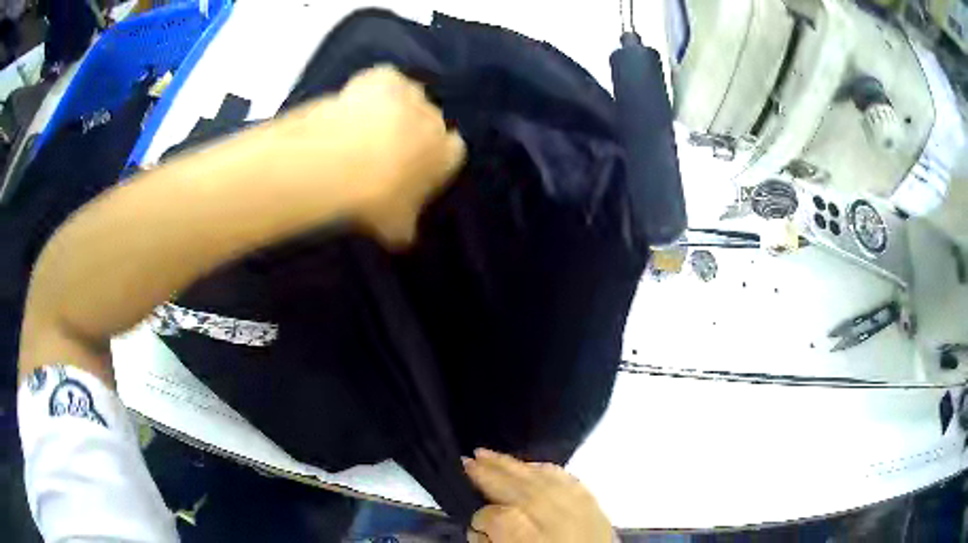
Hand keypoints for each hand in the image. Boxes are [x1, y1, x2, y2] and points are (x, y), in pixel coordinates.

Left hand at [263, 65, 464, 247]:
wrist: (340, 164)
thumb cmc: (376, 200)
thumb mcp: (396, 228)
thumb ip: (406, 226)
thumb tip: (403, 233)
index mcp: (449, 154)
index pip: (452, 152)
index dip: (431, 159)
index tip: (411, 169)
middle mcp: (437, 120)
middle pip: (429, 122)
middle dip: (412, 132)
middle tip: (383, 151)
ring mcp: (411, 94)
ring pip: (409, 97)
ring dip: (393, 108)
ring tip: (365, 126)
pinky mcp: (384, 77)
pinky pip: (384, 79)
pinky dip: (373, 87)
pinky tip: (356, 102)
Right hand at [463, 449, 614, 542]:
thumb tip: (479, 529)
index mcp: (530, 539)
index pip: (497, 517)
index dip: (481, 517)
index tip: (475, 522)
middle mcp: (556, 519)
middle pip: (519, 488)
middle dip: (491, 473)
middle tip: (468, 459)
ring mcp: (578, 507)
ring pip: (540, 477)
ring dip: (512, 465)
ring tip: (488, 454)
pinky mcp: (593, 502)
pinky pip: (565, 478)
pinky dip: (544, 469)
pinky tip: (530, 465)